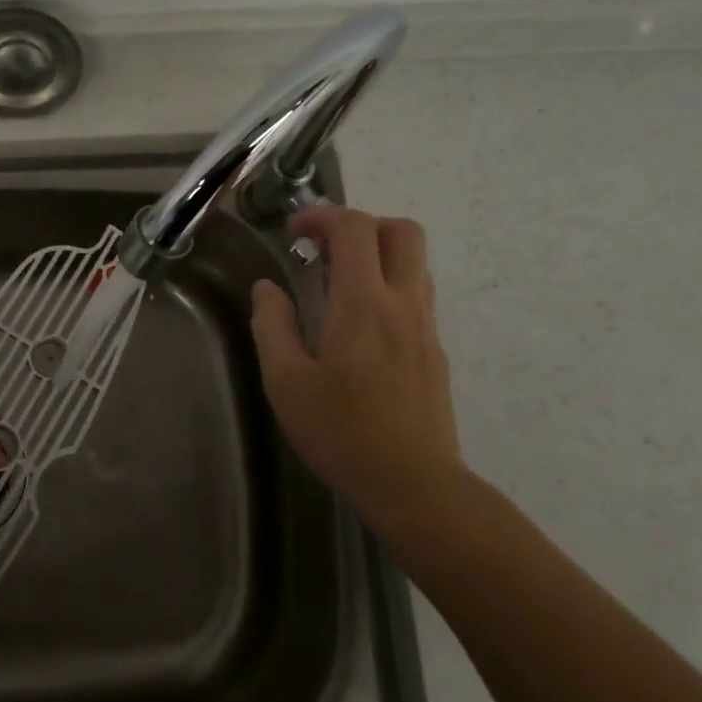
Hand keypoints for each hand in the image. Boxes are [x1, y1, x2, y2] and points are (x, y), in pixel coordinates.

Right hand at [249, 206, 466, 531]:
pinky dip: (388, 284)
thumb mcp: (286, 383)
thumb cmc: (341, 433)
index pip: (355, 229)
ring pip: (415, 261)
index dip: (322, 216)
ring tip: (337, 285)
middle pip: (401, 231)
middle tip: (324, 250)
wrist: (414, 485)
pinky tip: (358, 324)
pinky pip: (416, 293)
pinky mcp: (434, 349)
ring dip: (377, 254)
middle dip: (361, 225)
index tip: (293, 233)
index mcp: (363, 305)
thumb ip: (272, 326)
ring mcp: (425, 326)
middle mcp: (402, 303)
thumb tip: (267, 288)